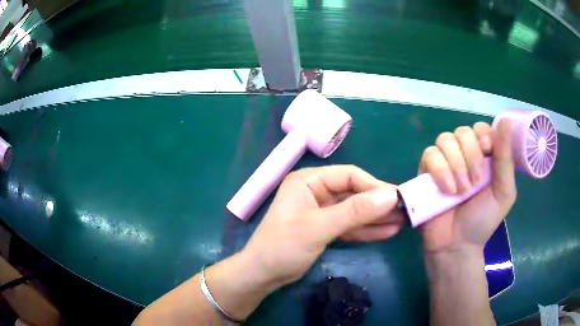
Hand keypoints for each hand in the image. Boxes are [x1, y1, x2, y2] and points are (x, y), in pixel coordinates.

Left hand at [242, 165, 403, 287]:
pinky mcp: (325, 228)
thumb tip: (391, 196)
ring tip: (402, 222)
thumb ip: (355, 211)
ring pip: (354, 211)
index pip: (349, 176)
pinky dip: (366, 230)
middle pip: (354, 193)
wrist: (263, 275)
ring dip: (376, 217)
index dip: (374, 186)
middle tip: (405, 210)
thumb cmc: (284, 246)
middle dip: (378, 204)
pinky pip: (349, 225)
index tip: (397, 198)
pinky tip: (387, 232)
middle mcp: (316, 191)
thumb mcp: (320, 227)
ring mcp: (321, 210)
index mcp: (309, 180)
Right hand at [418, 120, 516, 256]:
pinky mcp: (426, 172)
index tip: (487, 151)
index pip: (480, 127)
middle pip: (462, 131)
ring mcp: (444, 162)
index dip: (482, 134)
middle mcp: (464, 154)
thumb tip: (505, 121)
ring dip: (456, 164)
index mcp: (484, 156)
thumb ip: (505, 158)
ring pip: (445, 139)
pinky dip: (439, 170)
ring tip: (460, 191)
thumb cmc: (484, 219)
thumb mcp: (504, 191)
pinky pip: (429, 154)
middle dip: (471, 155)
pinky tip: (446, 190)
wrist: (457, 245)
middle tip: (475, 183)